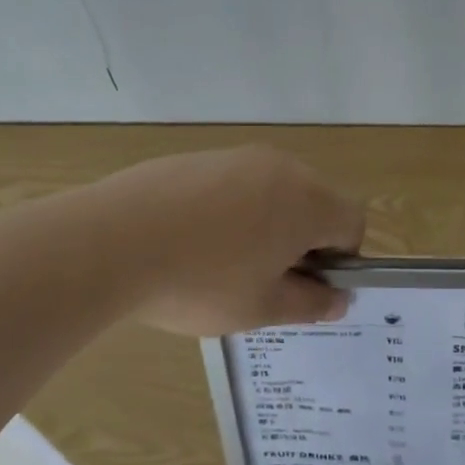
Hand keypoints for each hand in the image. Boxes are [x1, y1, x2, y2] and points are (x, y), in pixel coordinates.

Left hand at [86, 145, 365, 336]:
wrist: (111, 241)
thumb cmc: (201, 281)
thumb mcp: (262, 308)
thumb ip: (310, 303)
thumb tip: (338, 299)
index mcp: (307, 201)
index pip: (353, 221)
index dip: (341, 258)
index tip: (305, 285)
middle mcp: (280, 167)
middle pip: (314, 201)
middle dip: (302, 240)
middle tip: (265, 279)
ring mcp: (236, 157)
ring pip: (272, 191)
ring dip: (265, 224)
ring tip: (221, 263)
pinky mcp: (197, 157)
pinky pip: (233, 184)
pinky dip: (228, 211)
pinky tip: (189, 242)